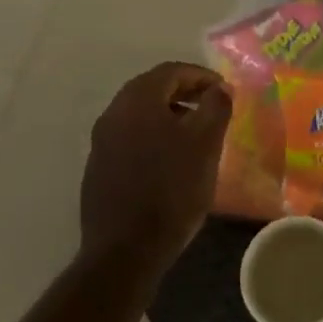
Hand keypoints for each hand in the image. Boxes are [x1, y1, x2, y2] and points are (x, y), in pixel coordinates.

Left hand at [81, 62, 231, 276]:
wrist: (125, 250)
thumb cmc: (172, 189)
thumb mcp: (206, 143)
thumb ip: (216, 107)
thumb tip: (220, 87)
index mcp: (137, 100)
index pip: (172, 71)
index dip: (201, 76)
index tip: (224, 90)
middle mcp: (113, 113)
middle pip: (152, 89)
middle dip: (185, 92)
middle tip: (211, 106)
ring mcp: (101, 142)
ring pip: (140, 114)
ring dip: (169, 115)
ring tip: (195, 133)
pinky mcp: (98, 168)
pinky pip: (130, 137)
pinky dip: (153, 136)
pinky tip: (170, 160)